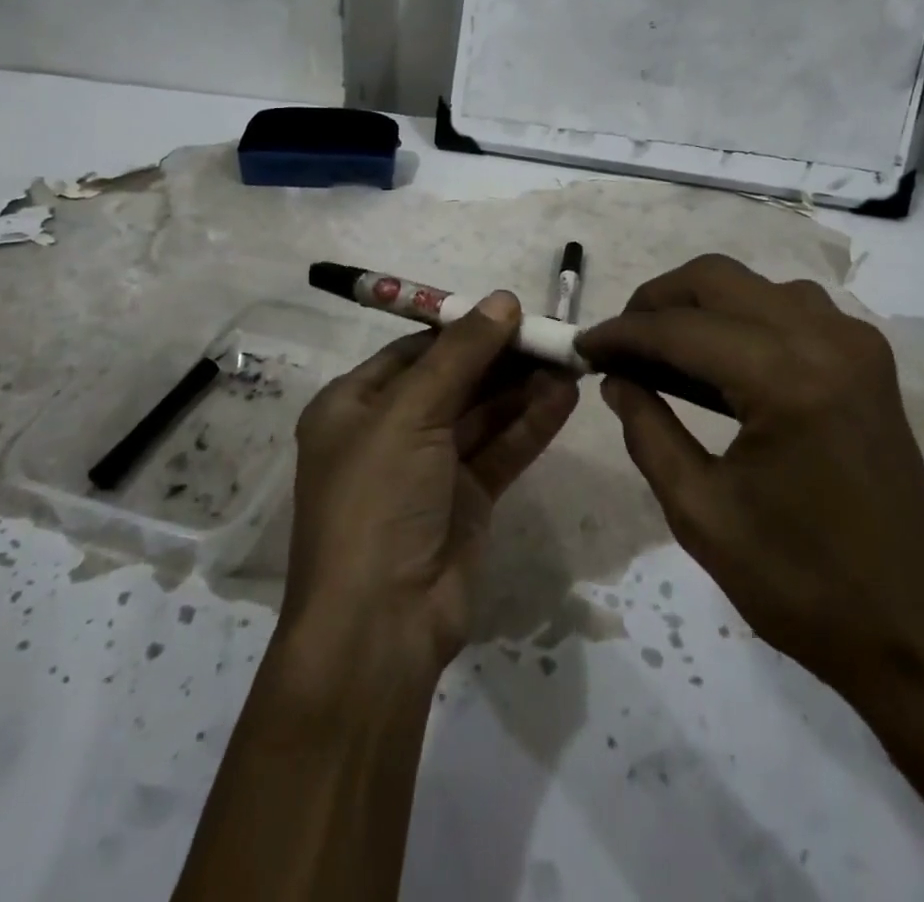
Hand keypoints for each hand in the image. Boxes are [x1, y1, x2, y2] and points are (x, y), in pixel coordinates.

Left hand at [280, 291, 579, 682]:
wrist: (381, 625)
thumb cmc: (377, 499)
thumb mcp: (410, 413)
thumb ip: (461, 354)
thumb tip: (504, 298)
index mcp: (354, 405)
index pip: (415, 351)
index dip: (463, 328)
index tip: (512, 310)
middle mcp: (389, 431)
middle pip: (454, 379)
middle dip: (502, 357)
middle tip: (552, 334)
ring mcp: (429, 468)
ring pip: (482, 414)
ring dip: (523, 387)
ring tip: (569, 359)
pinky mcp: (466, 500)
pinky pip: (501, 449)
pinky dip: (531, 424)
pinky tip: (565, 397)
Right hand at [576, 254, 923, 704]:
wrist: (918, 630)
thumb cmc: (803, 585)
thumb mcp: (700, 514)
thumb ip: (647, 431)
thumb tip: (616, 378)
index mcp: (786, 380)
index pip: (680, 329)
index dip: (621, 334)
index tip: (580, 346)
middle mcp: (825, 340)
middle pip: (716, 279)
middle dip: (655, 302)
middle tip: (618, 344)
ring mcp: (854, 343)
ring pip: (753, 284)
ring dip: (699, 304)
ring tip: (662, 350)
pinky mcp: (867, 359)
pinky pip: (789, 306)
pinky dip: (741, 317)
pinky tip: (719, 359)